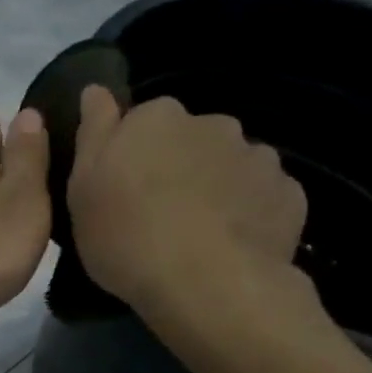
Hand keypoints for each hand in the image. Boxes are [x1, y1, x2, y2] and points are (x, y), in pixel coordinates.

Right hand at [67, 86, 307, 317]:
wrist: (207, 283)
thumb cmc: (127, 237)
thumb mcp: (82, 189)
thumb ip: (93, 132)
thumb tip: (95, 88)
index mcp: (157, 118)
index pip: (142, 122)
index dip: (132, 155)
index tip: (123, 190)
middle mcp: (211, 123)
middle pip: (190, 140)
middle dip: (179, 167)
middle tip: (160, 216)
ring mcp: (257, 156)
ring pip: (230, 165)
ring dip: (217, 187)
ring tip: (202, 235)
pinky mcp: (289, 193)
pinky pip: (263, 197)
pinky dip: (250, 213)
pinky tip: (234, 246)